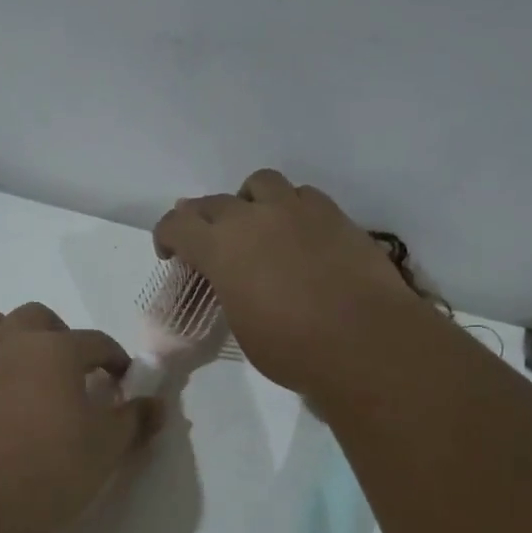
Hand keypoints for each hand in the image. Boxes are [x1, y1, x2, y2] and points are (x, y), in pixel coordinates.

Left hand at [0, 303, 162, 532]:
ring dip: (4, 331)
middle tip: (70, 371)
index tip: (121, 383)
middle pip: (39, 318)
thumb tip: (157, 403)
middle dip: (60, 336)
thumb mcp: (105, 452)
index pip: (97, 342)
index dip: (115, 359)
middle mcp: (9, 343)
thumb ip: (134, 421)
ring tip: (17, 358)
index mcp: (56, 352)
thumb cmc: (45, 474)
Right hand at [152, 168, 433, 396]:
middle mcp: (253, 217)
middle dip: (203, 220)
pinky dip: (290, 209)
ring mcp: (296, 209)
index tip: (172, 255)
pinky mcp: (334, 214)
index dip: (166, 236)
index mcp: (221, 248)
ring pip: (260, 183)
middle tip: (210, 244)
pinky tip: (298, 235)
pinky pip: (301, 195)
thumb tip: (234, 278)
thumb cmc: (292, 349)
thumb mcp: (241, 324)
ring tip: (257, 228)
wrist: (365, 342)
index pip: (176, 224)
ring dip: (249, 202)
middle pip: (214, 201)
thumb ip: (229, 289)